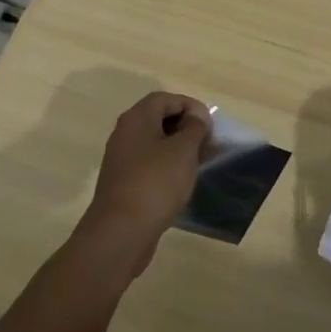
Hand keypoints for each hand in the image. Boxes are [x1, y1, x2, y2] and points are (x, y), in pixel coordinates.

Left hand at [76, 91, 211, 277]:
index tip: (210, 125)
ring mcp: (122, 159)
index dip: (190, 106)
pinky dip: (166, 166)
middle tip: (207, 144)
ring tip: (198, 163)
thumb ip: (194, 128)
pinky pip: (148, 164)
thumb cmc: (155, 183)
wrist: (120, 233)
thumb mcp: (183, 150)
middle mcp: (125, 133)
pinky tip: (180, 183)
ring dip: (177, 148)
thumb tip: (196, 117)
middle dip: (185, 127)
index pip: (166, 99)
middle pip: (158, 119)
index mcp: (137, 118)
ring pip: (154, 143)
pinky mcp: (123, 183)